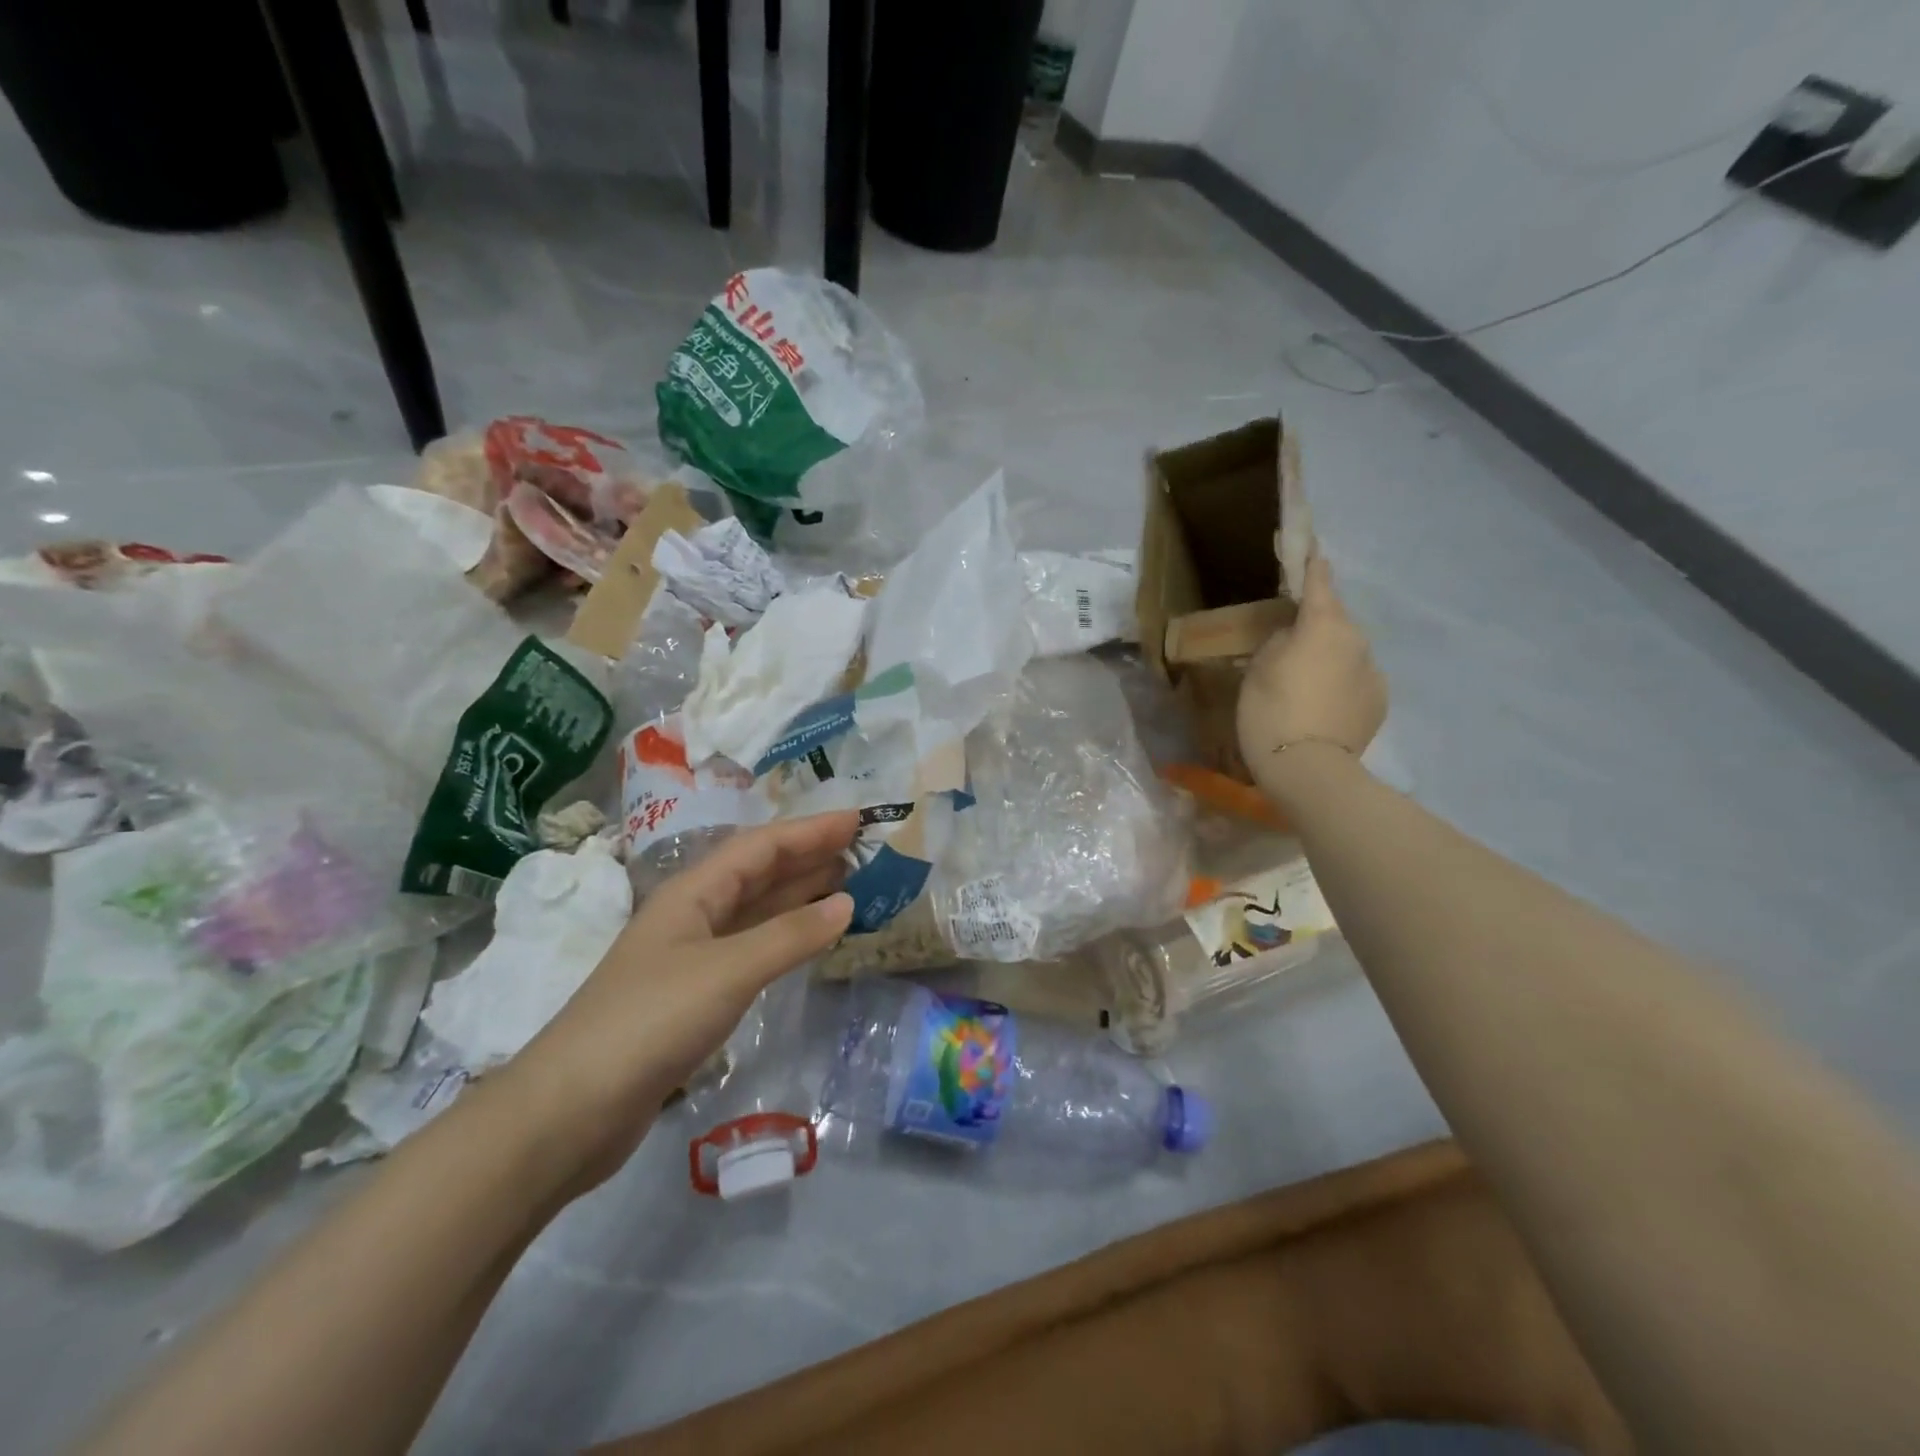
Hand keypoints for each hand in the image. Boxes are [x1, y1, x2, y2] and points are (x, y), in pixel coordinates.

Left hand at [499, 812, 857, 1190]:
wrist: (571, 1110)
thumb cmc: (650, 1021)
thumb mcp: (727, 971)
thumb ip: (790, 936)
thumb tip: (847, 902)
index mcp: (693, 892)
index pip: (761, 847)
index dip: (809, 831)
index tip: (857, 820)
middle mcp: (693, 915)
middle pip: (759, 874)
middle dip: (808, 857)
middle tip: (862, 850)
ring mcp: (692, 957)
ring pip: (756, 912)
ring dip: (800, 896)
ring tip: (849, 885)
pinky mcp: (694, 996)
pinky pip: (752, 950)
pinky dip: (785, 939)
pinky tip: (808, 941)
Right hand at [1237, 554, 1387, 767]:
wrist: (1309, 771)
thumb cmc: (1271, 713)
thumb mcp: (1258, 670)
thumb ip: (1278, 642)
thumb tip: (1295, 637)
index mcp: (1324, 625)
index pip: (1320, 583)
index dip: (1312, 565)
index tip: (1313, 549)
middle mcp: (1357, 641)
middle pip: (1335, 621)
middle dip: (1317, 625)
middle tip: (1290, 643)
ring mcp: (1373, 672)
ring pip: (1346, 653)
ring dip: (1328, 658)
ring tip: (1303, 684)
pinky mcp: (1379, 702)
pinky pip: (1355, 681)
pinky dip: (1339, 685)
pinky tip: (1320, 707)